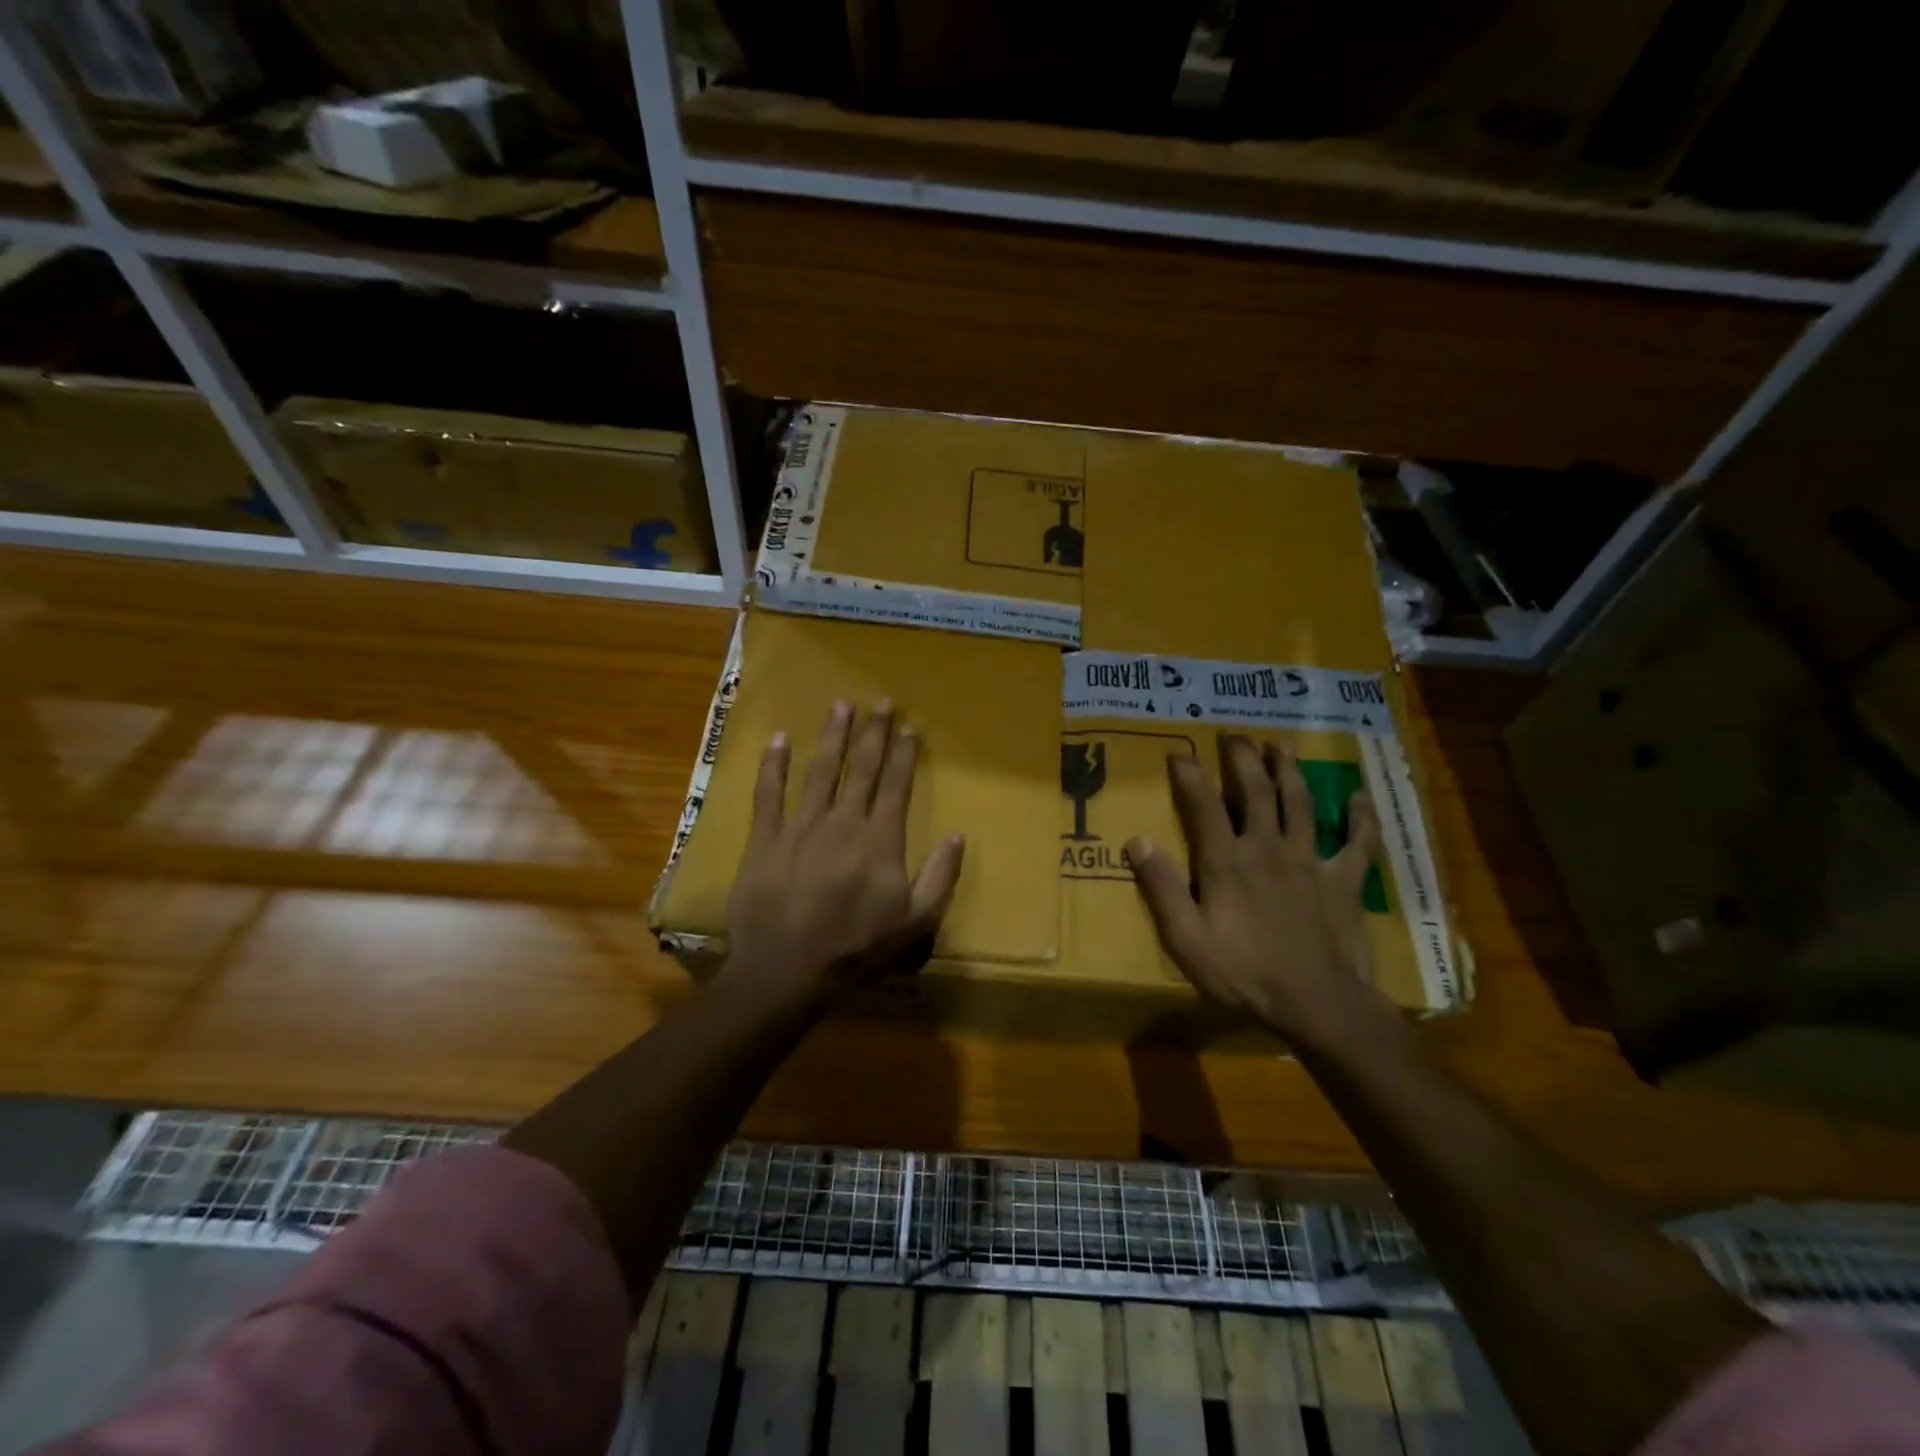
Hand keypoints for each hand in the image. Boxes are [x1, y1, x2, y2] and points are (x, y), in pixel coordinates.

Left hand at [723, 700, 964, 1007]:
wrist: (787, 970)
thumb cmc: (855, 948)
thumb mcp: (915, 922)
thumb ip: (940, 877)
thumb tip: (957, 835)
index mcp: (879, 839)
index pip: (896, 785)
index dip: (904, 754)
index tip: (910, 727)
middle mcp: (843, 822)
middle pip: (862, 768)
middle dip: (874, 732)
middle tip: (882, 701)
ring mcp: (801, 826)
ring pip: (820, 771)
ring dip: (832, 736)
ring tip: (840, 705)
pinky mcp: (766, 839)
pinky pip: (769, 794)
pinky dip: (773, 765)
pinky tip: (779, 739)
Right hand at [1126, 737, 1384, 1041]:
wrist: (1318, 1004)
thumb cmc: (1244, 974)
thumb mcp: (1186, 939)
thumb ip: (1161, 888)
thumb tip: (1138, 841)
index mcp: (1227, 862)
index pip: (1203, 806)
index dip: (1189, 775)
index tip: (1179, 752)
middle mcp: (1267, 848)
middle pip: (1255, 792)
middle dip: (1243, 759)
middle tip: (1235, 735)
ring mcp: (1310, 860)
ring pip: (1300, 803)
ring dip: (1289, 771)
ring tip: (1280, 745)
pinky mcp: (1344, 880)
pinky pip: (1358, 842)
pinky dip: (1361, 817)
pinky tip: (1361, 796)